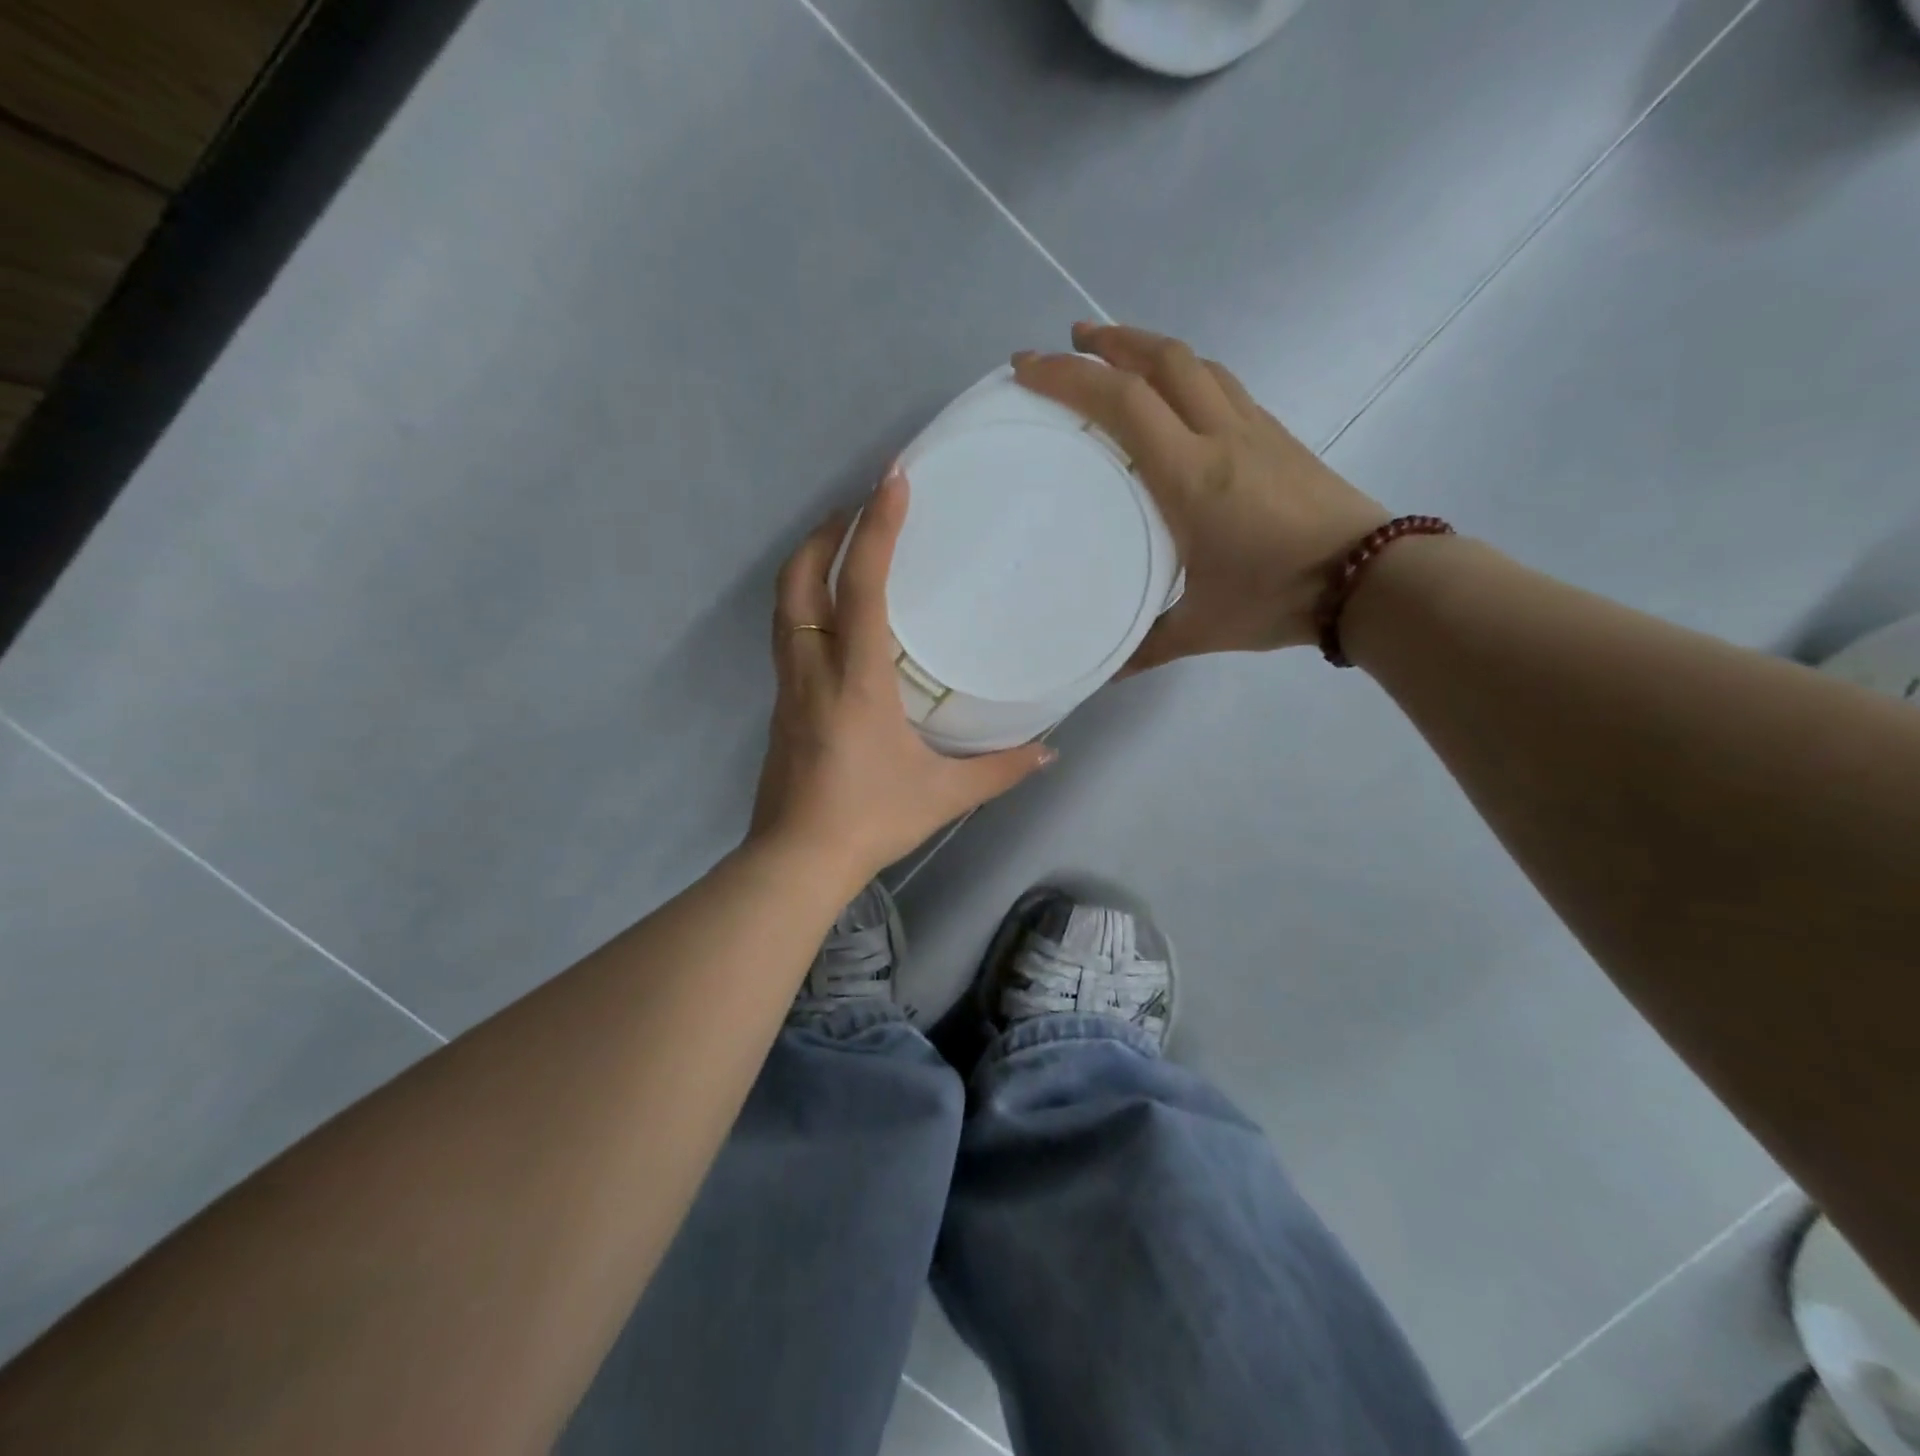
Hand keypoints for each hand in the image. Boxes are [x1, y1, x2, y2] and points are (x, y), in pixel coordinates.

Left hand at [749, 469, 1056, 885]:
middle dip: (825, 533)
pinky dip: (804, 604)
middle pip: (799, 579)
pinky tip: (831, 618)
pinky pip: (786, 637)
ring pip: (783, 606)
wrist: (797, 860)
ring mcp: (788, 687)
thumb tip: (1049, 751)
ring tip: (841, 547)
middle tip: (858, 509)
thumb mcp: (944, 795)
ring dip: (807, 564)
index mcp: (856, 679)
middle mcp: (813, 670)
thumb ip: (1000, 770)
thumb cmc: (871, 819)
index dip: (877, 528)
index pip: (860, 585)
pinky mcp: (780, 707)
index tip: (892, 479)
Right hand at [1014, 322, 1389, 667]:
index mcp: (1190, 477)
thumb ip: (1147, 646)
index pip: (1123, 403)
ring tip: (1115, 351)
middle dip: (1108, 342)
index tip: (1028, 368)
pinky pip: (1223, 384)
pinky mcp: (1278, 435)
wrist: (1370, 579)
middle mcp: (1220, 436)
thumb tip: (1106, 673)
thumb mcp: (1202, 629)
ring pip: (1196, 364)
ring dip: (1149, 347)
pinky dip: (1186, 373)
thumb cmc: (1278, 598)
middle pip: (1161, 360)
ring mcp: (1254, 429)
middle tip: (1069, 342)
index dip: (1070, 377)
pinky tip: (1175, 393)